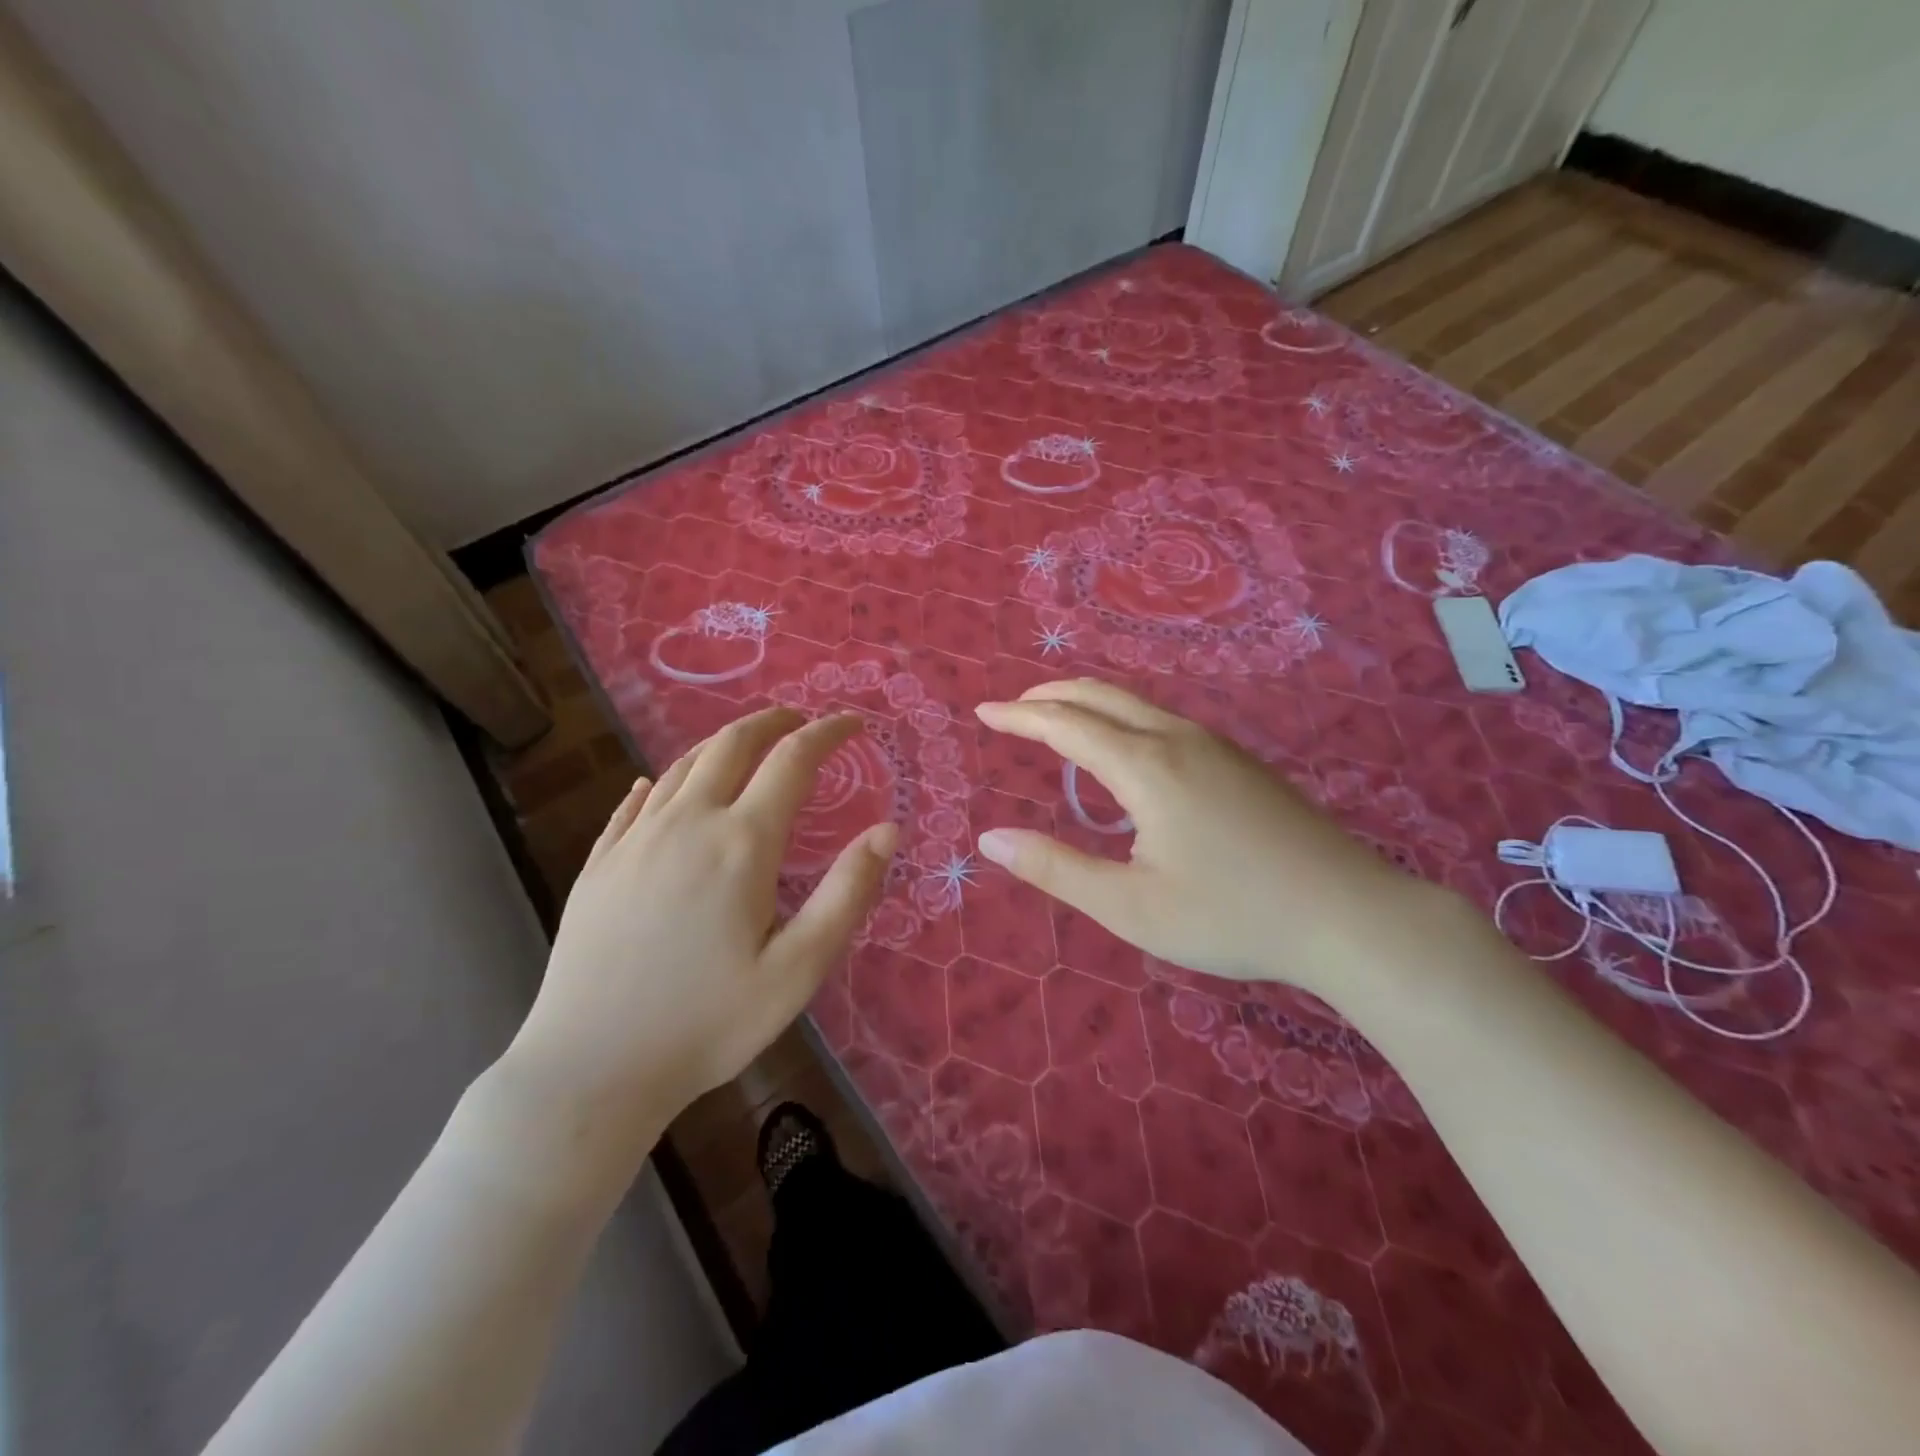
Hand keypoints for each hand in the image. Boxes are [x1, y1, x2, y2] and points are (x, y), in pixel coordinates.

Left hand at [498, 708, 895, 1158]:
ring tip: (747, 745)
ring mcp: (635, 840)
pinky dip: (663, 780)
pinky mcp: (600, 864)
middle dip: (772, 721)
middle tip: (799, 720)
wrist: (591, 1068)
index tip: (852, 723)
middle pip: (732, 744)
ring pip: (683, 766)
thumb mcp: (798, 968)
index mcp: (742, 843)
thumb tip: (888, 830)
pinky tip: (660, 786)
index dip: (827, 733)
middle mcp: (687, 823)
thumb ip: (847, 893)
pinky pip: (635, 802)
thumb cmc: (708, 1023)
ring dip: (722, 743)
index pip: (793, 760)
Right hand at [974, 680, 1449, 995]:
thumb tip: (990, 839)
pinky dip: (1122, 717)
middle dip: (1051, 696)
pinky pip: (1164, 720)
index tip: (984, 712)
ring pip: (1137, 704)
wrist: (1350, 914)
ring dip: (1088, 702)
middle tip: (1013, 707)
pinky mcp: (1240, 762)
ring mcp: (1216, 746)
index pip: (1066, 725)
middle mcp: (1178, 740)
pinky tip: (1126, 748)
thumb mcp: (1130, 907)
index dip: (1020, 717)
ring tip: (1058, 719)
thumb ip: (1056, 869)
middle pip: (1102, 696)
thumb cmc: (1231, 915)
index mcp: (1146, 767)